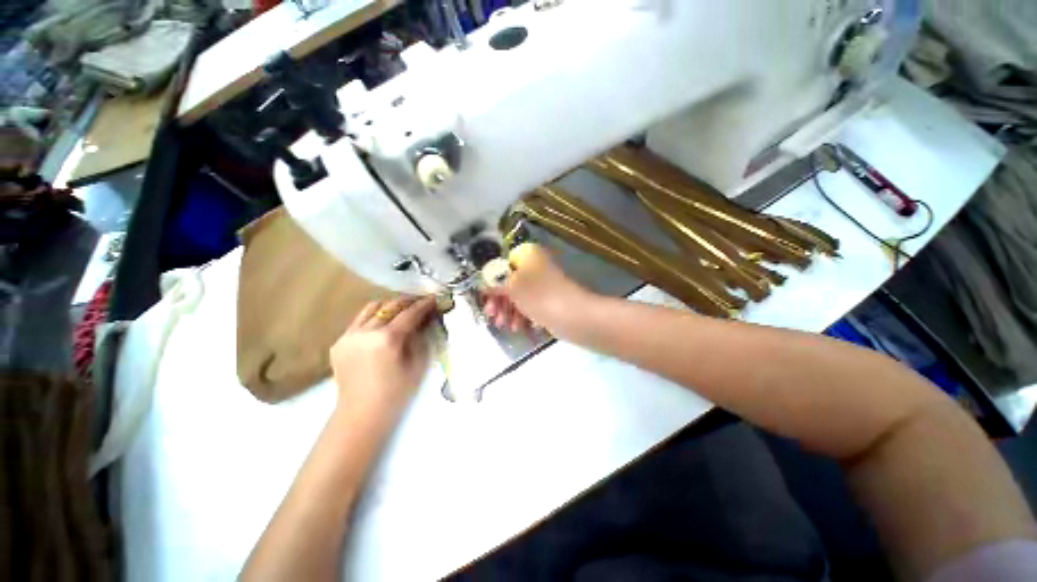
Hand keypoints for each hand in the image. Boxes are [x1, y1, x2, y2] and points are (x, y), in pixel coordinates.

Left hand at [330, 296, 437, 421]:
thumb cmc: (396, 393)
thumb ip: (421, 338)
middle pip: (390, 306)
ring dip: (389, 307)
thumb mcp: (418, 365)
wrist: (361, 415)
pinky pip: (359, 322)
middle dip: (408, 302)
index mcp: (388, 338)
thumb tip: (425, 320)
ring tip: (400, 312)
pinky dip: (373, 319)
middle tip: (420, 304)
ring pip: (372, 308)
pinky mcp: (339, 342)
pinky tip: (382, 329)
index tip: (434, 298)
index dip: (424, 304)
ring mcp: (349, 336)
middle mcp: (366, 331)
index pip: (410, 313)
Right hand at [483, 243, 591, 335]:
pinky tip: (520, 327)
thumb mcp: (513, 287)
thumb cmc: (541, 297)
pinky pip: (531, 305)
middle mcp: (536, 266)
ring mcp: (544, 284)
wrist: (576, 317)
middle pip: (510, 281)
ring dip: (510, 311)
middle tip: (491, 316)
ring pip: (520, 295)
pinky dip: (524, 315)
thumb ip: (495, 283)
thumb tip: (483, 281)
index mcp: (528, 256)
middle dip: (500, 300)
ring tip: (505, 326)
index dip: (491, 282)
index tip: (484, 298)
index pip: (502, 265)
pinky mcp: (550, 299)